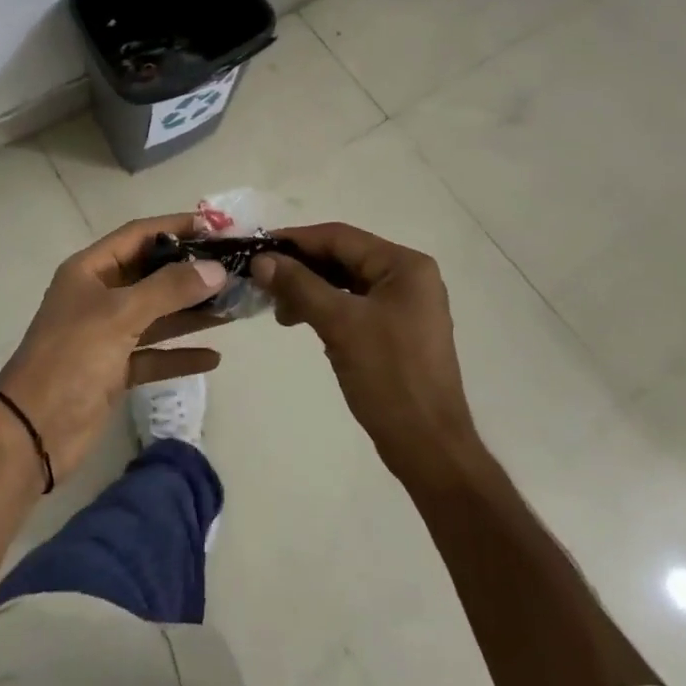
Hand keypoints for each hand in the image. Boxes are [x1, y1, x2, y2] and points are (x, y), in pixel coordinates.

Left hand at [0, 214, 226, 482]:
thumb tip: (215, 269)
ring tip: (234, 307)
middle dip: (191, 272)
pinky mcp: (114, 370)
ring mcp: (106, 334)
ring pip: (157, 314)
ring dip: (192, 312)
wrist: (32, 432)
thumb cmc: (72, 358)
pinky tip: (213, 357)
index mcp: (91, 270)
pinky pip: (154, 354)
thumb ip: (169, 289)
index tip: (217, 228)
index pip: (139, 234)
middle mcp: (99, 295)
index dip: (176, 227)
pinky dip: (180, 354)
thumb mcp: (120, 315)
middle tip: (235, 269)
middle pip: (151, 274)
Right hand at [250, 222, 480, 487]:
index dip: (296, 241)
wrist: (428, 447)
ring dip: (310, 290)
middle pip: (343, 258)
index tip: (257, 249)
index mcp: (404, 266)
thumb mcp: (339, 324)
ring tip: (279, 310)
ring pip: (345, 283)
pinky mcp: (396, 331)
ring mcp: (404, 305)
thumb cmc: (389, 377)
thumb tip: (261, 259)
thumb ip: (299, 285)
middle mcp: (408, 277)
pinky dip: (326, 308)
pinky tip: (302, 321)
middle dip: (301, 268)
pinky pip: (353, 306)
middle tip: (262, 281)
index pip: (340, 237)